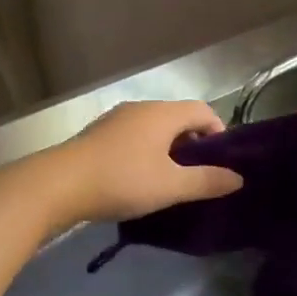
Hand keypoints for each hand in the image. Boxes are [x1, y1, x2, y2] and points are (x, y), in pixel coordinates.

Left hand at [36, 100, 242, 224]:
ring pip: (153, 128)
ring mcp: (115, 119)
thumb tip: (238, 178)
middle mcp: (140, 108)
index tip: (221, 161)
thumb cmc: (122, 180)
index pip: (202, 110)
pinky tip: (138, 178)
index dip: (218, 132)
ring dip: (167, 149)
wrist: (58, 185)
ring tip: (170, 179)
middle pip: (177, 117)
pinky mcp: (97, 135)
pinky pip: (132, 137)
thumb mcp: (170, 186)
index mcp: (162, 113)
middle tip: (198, 174)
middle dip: (193, 143)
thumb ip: (206, 181)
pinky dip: (144, 152)